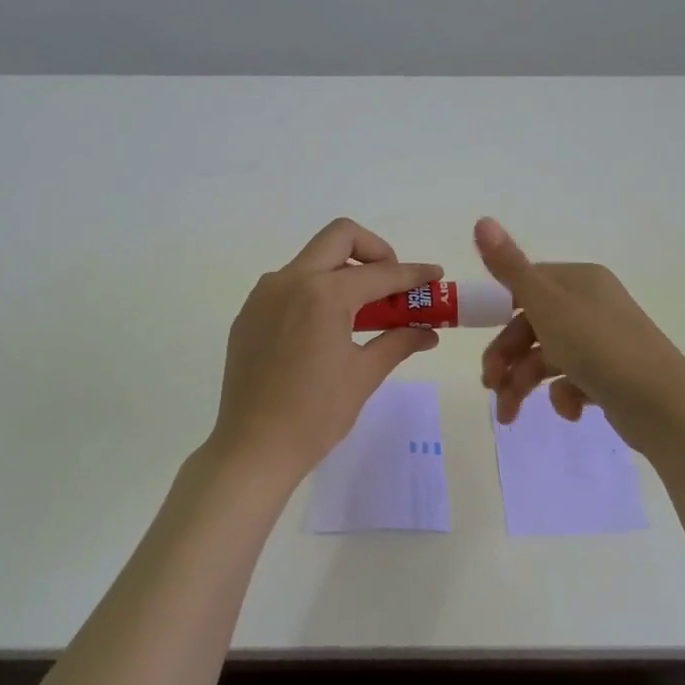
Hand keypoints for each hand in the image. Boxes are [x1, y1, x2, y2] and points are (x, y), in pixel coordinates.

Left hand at [209, 218, 441, 483]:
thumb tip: (428, 332)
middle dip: (375, 251)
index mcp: (324, 294)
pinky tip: (325, 328)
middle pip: (340, 237)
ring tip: (362, 310)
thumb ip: (398, 342)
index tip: (436, 276)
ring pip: (311, 259)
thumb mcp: (364, 375)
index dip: (414, 274)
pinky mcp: (249, 314)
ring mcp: (263, 295)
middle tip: (392, 283)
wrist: (254, 447)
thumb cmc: (316, 414)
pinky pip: (288, 285)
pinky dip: (315, 291)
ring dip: (342, 270)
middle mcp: (290, 280)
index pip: (381, 273)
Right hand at [474, 217, 684, 449]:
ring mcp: (603, 341)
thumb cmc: (599, 347)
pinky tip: (571, 411)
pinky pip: (574, 380)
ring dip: (523, 385)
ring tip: (510, 415)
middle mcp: (592, 305)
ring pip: (548, 358)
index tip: (478, 339)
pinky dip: (564, 396)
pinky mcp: (612, 375)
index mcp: (579, 281)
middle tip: (490, 387)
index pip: (525, 288)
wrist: (663, 405)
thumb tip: (481, 220)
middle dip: (506, 360)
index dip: (498, 314)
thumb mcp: (547, 305)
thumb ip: (510, 267)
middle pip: (532, 328)